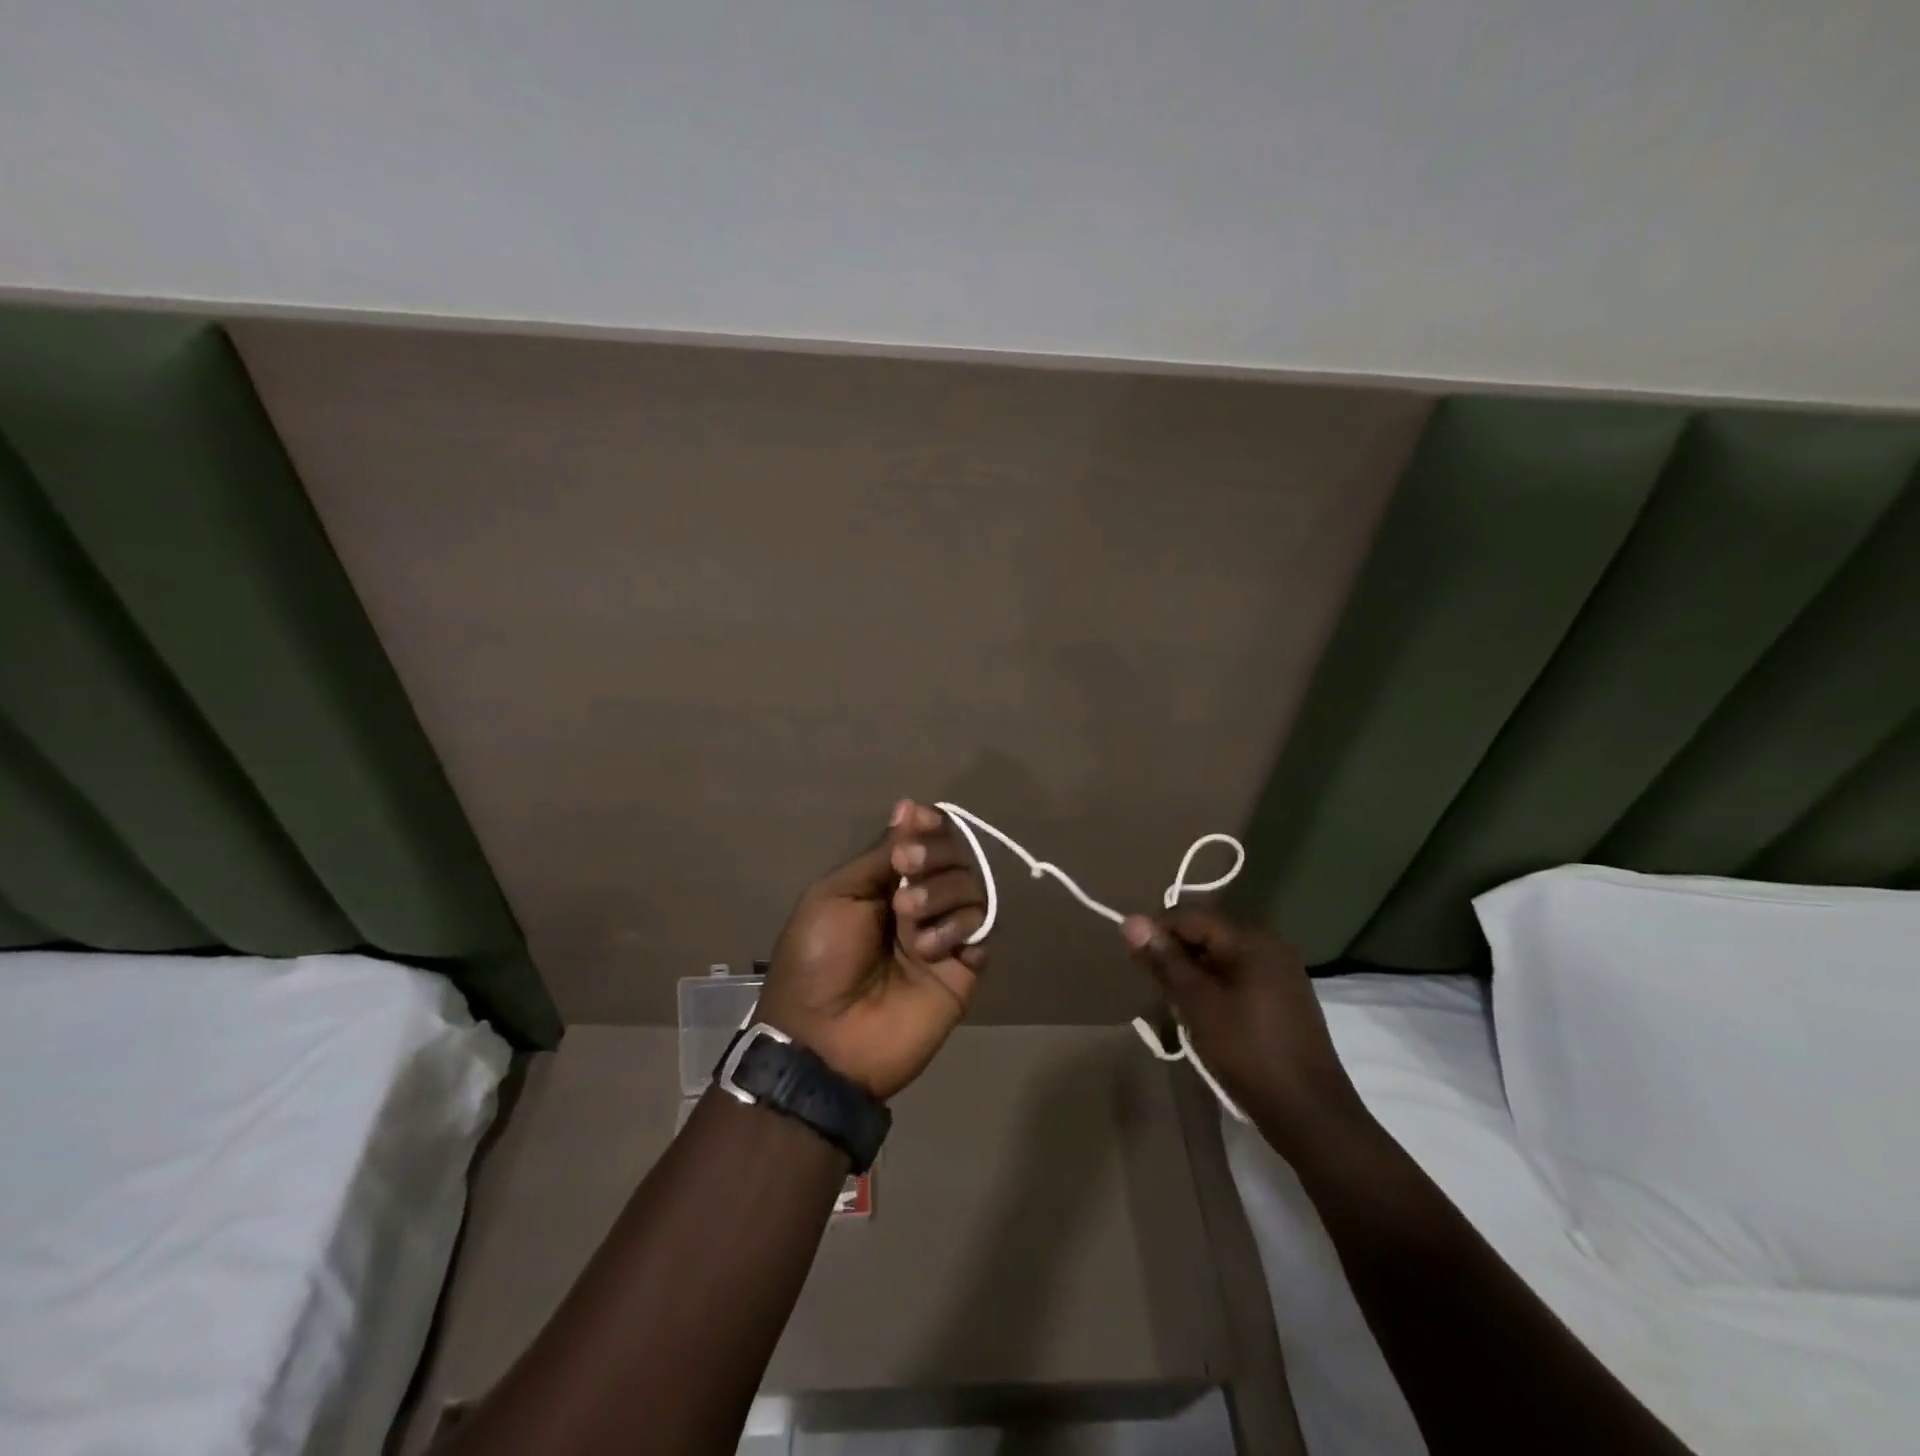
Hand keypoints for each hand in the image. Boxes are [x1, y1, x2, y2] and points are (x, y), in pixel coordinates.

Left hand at [757, 800, 990, 1100]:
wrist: (825, 1040)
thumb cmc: (819, 960)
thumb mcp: (837, 895)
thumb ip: (879, 854)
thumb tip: (908, 806)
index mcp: (885, 882)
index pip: (923, 838)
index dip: (928, 825)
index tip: (919, 822)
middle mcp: (919, 902)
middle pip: (954, 856)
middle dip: (934, 855)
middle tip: (907, 869)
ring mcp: (943, 935)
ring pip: (972, 888)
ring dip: (941, 894)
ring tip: (909, 922)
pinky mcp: (964, 969)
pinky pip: (982, 930)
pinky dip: (959, 929)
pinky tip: (928, 949)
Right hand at [1121, 908, 1367, 1146]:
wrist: (1309, 1115)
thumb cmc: (1248, 1052)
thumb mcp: (1198, 1004)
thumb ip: (1165, 960)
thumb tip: (1131, 921)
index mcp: (1252, 941)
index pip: (1192, 916)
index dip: (1158, 930)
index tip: (1132, 956)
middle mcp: (1270, 948)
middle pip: (1208, 935)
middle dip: (1174, 953)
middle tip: (1150, 983)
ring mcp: (1281, 975)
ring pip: (1221, 959)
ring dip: (1191, 973)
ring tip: (1171, 1002)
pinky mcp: (1283, 1001)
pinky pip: (1238, 978)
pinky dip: (1213, 988)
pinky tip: (1201, 1014)